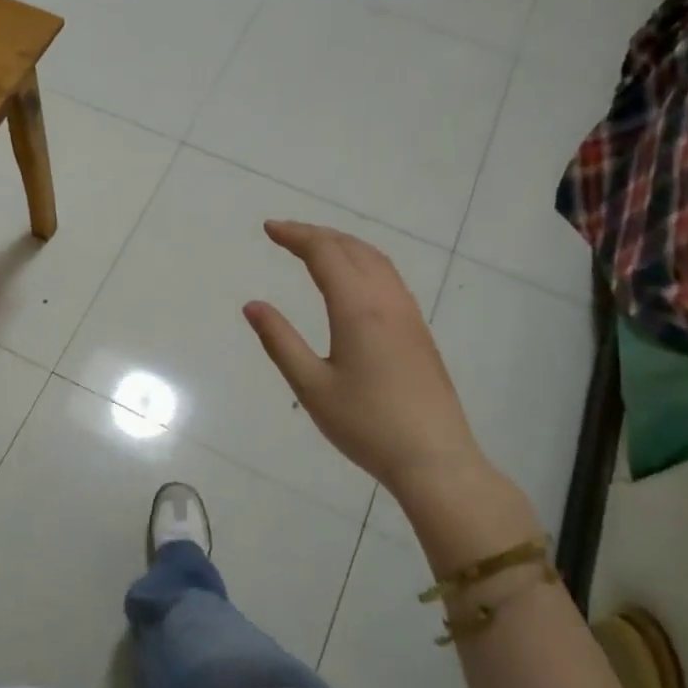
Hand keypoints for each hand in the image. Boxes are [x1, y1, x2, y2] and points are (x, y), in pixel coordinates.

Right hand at [243, 221, 539, 562]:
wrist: (434, 458)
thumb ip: (280, 341)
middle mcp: (387, 301)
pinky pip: (389, 277)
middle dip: (317, 234)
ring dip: (343, 244)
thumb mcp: (311, 387)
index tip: (269, 228)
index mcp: (358, 309)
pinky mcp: (418, 331)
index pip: (325, 254)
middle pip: (352, 249)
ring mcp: (408, 314)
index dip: (296, 236)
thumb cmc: (366, 425)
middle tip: (285, 234)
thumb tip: (253, 305)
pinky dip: (363, 261)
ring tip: (315, 247)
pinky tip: (353, 279)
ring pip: (376, 260)